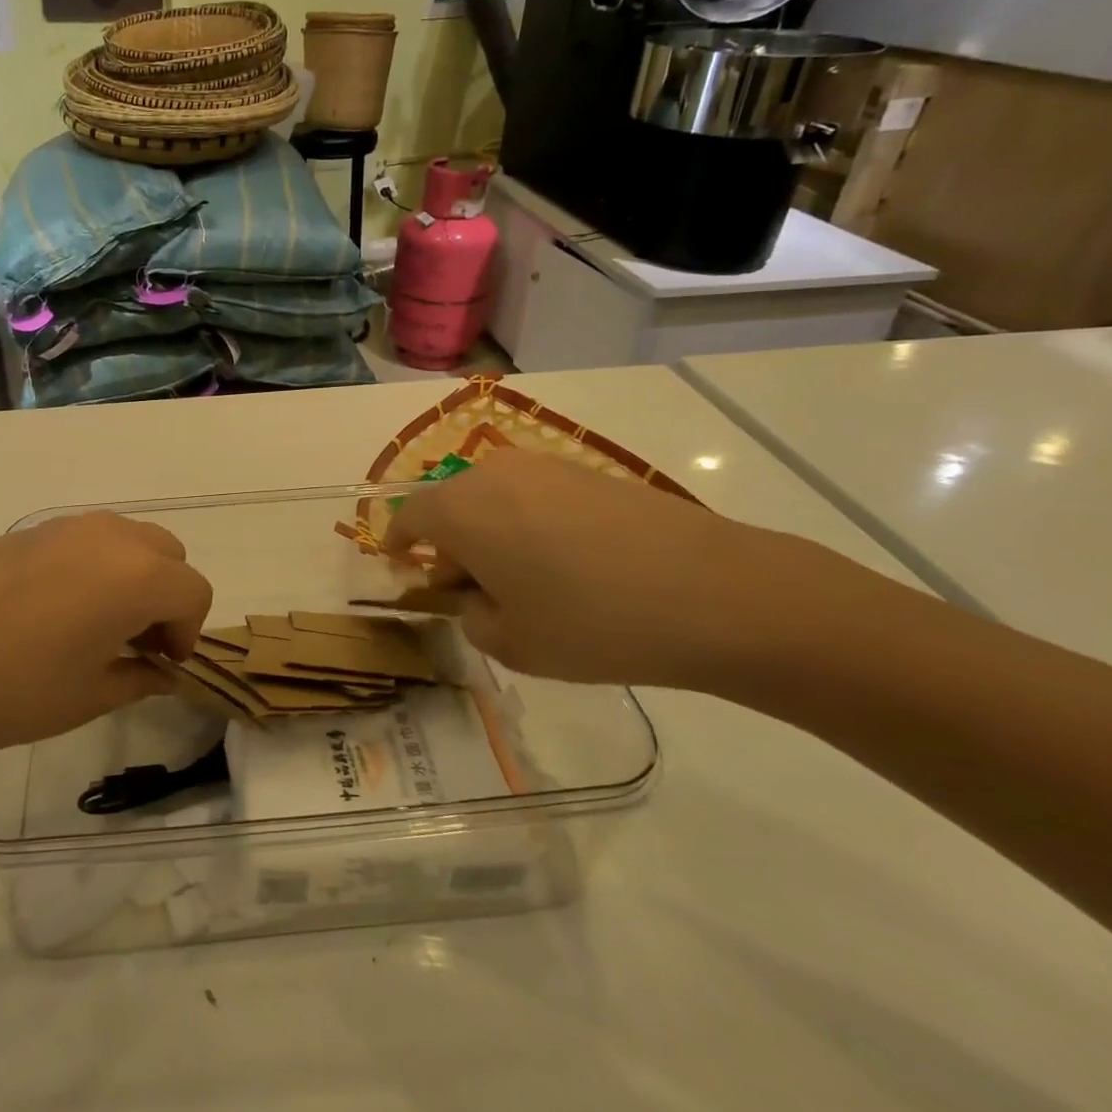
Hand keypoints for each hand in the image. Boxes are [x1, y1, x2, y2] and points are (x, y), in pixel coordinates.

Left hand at [0, 512, 212, 756]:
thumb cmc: (11, 689)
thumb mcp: (87, 696)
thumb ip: (139, 678)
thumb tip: (162, 672)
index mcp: (137, 575)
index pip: (193, 592)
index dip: (188, 633)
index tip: (162, 666)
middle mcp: (111, 536)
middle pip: (168, 555)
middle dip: (167, 597)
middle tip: (136, 643)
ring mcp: (67, 526)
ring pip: (129, 541)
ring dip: (134, 577)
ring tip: (97, 625)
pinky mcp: (31, 529)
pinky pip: (87, 540)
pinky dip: (96, 566)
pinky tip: (56, 609)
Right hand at [386, 449, 824, 691]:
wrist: (715, 593)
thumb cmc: (591, 623)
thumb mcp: (513, 644)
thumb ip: (473, 619)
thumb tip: (476, 597)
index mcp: (460, 510)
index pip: (408, 518)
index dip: (396, 543)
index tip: (397, 566)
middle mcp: (493, 474)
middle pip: (451, 505)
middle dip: (449, 546)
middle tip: (469, 591)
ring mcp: (545, 467)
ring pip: (494, 499)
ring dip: (491, 534)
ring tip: (522, 582)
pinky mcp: (588, 472)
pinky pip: (535, 496)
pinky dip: (529, 525)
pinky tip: (566, 565)